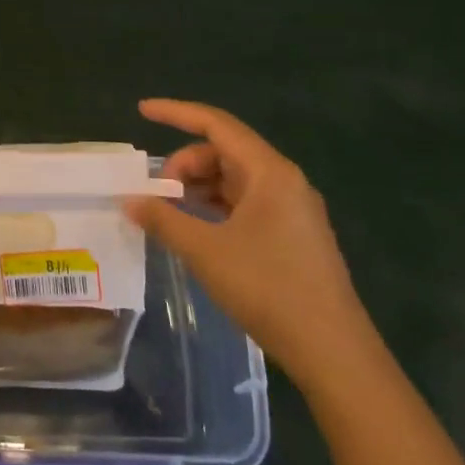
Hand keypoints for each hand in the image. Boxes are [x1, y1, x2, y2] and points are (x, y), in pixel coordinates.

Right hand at [125, 98, 374, 389]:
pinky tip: (195, 229)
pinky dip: (214, 207)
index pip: (216, 124)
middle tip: (155, 194)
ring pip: (233, 180)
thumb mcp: (205, 251)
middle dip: (183, 164)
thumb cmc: (268, 289)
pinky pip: (244, 204)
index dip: (176, 113)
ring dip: (197, 188)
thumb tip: (131, 201)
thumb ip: (164, 219)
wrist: (333, 353)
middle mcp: (284, 181)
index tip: (142, 111)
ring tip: (169, 212)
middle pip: (223, 152)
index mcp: (270, 172)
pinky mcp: (292, 235)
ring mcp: (291, 210)